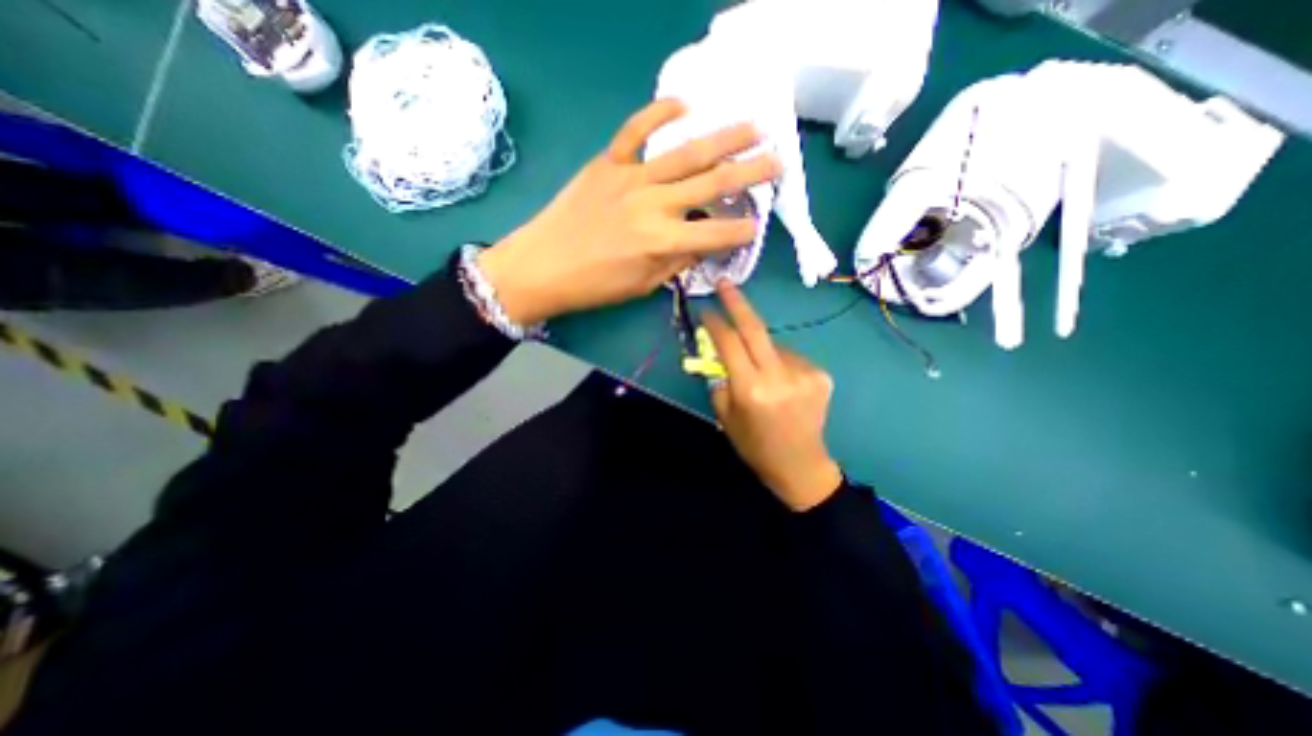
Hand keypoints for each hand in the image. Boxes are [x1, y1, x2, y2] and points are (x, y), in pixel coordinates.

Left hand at [477, 97, 775, 321]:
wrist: (542, 266)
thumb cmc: (594, 285)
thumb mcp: (643, 285)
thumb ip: (677, 263)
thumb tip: (702, 246)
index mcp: (663, 242)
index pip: (716, 234)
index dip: (741, 232)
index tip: (756, 226)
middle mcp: (654, 205)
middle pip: (711, 185)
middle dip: (750, 173)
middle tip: (777, 161)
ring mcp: (630, 178)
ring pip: (685, 153)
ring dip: (724, 138)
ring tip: (753, 126)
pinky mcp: (608, 162)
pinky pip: (635, 129)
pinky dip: (660, 113)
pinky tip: (685, 106)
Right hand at [709, 281, 840, 510]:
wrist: (800, 464)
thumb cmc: (754, 445)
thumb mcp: (725, 415)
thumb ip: (719, 378)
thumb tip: (717, 350)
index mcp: (751, 390)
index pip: (729, 344)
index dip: (715, 324)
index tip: (705, 310)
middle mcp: (779, 377)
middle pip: (755, 329)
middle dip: (737, 302)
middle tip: (724, 283)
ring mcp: (804, 373)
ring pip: (772, 345)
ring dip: (760, 349)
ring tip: (759, 372)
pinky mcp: (820, 374)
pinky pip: (790, 357)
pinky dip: (778, 362)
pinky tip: (780, 382)